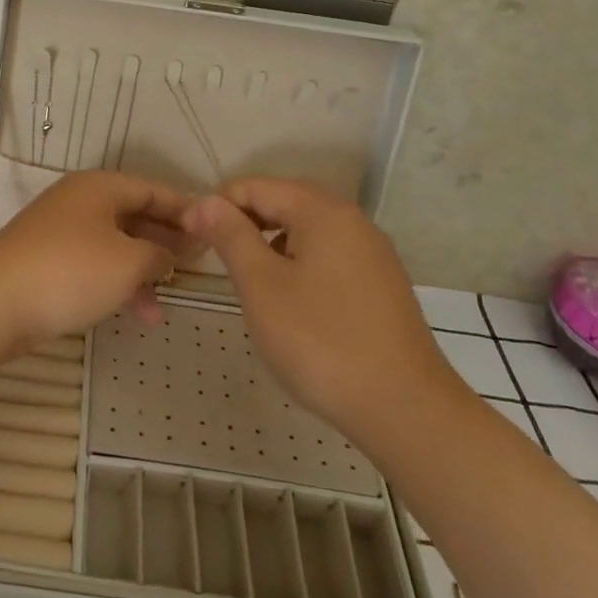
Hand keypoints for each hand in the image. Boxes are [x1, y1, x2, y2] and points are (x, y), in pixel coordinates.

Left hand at [0, 171, 198, 350]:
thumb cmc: (70, 271)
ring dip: (143, 269)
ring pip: (115, 245)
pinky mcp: (47, 262)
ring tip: (170, 299)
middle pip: (134, 215)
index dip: (185, 209)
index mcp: (100, 188)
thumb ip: (158, 255)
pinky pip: (94, 266)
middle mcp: (80, 202)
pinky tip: (139, 314)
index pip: (153, 189)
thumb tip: (167, 255)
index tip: (213, 229)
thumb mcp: (128, 262)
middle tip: (197, 263)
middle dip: (166, 240)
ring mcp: (60, 232)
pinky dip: (117, 284)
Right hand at [185, 178, 458, 432]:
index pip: (256, 186)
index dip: (217, 206)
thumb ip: (231, 236)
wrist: (406, 410)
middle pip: (285, 203)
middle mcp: (352, 221)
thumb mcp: (261, 286)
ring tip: (249, 283)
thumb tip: (204, 201)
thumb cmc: (321, 342)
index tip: (191, 238)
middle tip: (216, 259)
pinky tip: (290, 303)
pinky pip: (329, 257)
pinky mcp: (382, 286)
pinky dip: (299, 265)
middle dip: (245, 223)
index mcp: (322, 211)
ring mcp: (372, 254)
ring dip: (271, 245)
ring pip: (307, 231)